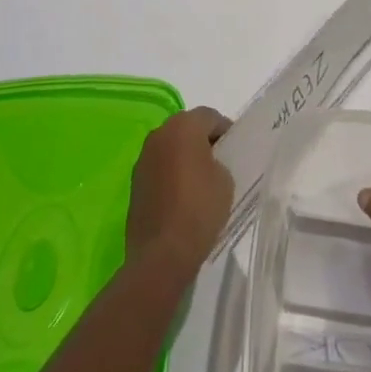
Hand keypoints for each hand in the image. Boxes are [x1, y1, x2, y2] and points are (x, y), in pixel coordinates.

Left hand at [126, 107, 233, 273]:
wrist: (161, 255)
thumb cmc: (199, 209)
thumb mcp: (225, 179)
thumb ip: (219, 160)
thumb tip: (209, 162)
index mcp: (183, 126)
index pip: (210, 117)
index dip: (226, 131)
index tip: (235, 149)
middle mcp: (159, 134)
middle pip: (187, 128)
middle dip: (203, 141)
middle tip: (220, 162)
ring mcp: (143, 159)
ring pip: (171, 148)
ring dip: (184, 157)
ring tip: (201, 181)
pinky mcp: (135, 183)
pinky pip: (160, 168)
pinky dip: (171, 175)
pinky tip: (183, 197)